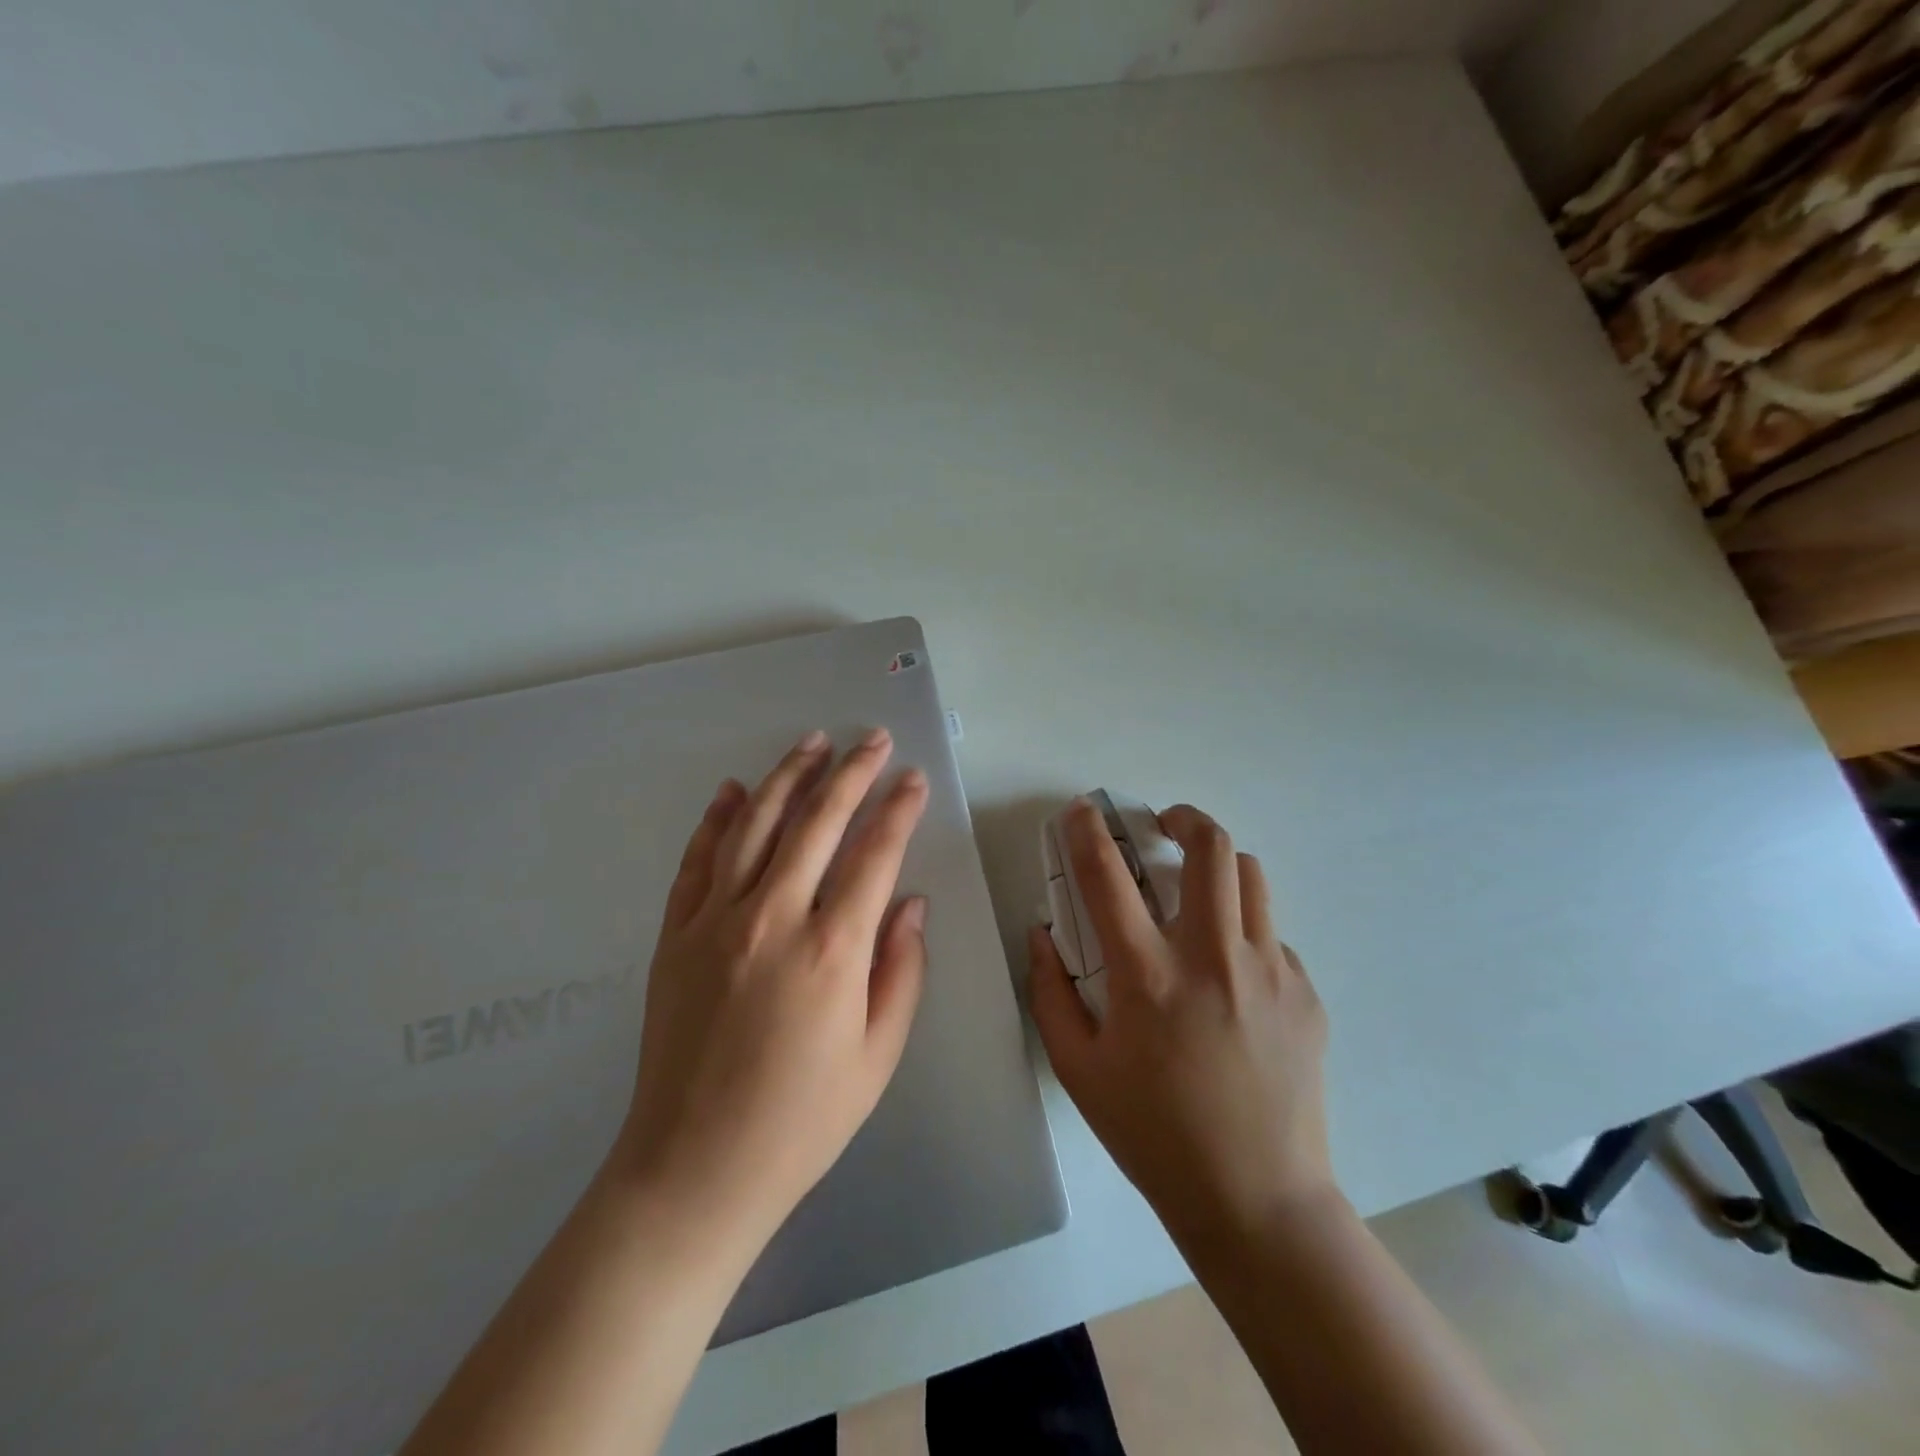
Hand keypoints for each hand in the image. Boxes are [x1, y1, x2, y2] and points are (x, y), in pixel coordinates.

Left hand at [613, 728, 930, 1255]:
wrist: (693, 1168)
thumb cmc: (802, 1119)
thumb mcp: (877, 1055)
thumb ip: (901, 970)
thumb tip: (910, 902)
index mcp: (832, 950)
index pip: (875, 854)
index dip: (898, 809)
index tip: (913, 778)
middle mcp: (772, 918)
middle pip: (817, 822)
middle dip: (851, 772)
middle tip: (873, 739)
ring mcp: (715, 921)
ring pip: (755, 825)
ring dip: (788, 777)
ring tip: (812, 742)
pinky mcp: (676, 935)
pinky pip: (698, 860)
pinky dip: (717, 819)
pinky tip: (732, 790)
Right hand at [1028, 800, 1334, 1246]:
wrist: (1257, 1199)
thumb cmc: (1153, 1134)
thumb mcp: (1078, 1069)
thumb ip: (1050, 992)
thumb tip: (1042, 934)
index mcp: (1148, 975)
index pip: (1107, 875)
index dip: (1087, 830)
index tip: (1081, 810)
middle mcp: (1212, 957)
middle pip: (1208, 846)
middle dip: (1182, 817)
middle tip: (1163, 825)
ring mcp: (1269, 971)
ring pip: (1250, 875)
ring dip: (1217, 864)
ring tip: (1197, 887)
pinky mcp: (1305, 992)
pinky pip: (1271, 934)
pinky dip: (1243, 931)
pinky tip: (1231, 975)